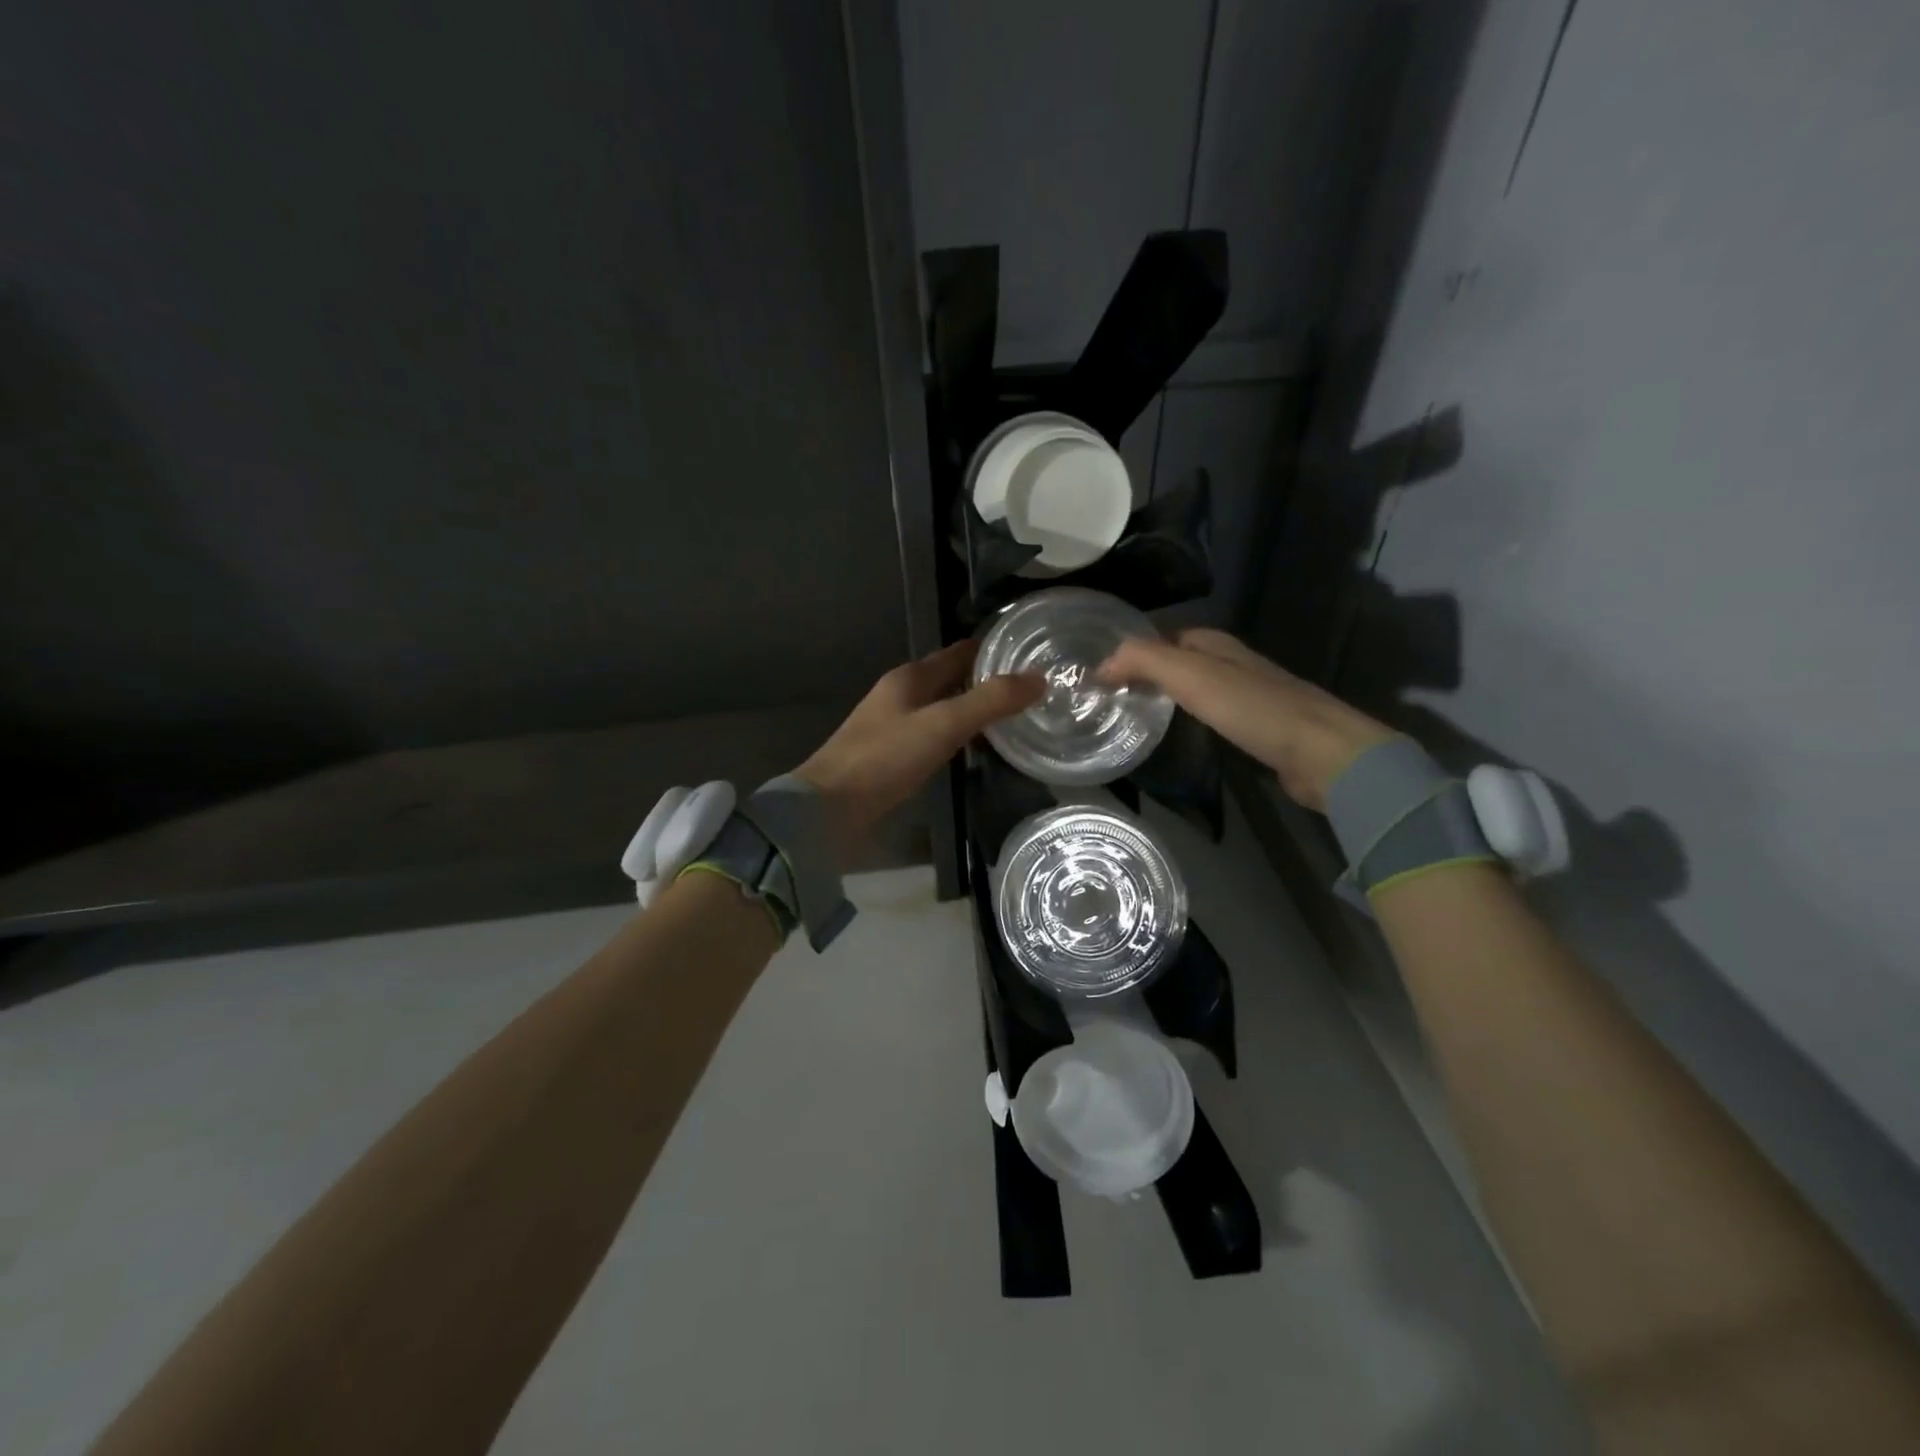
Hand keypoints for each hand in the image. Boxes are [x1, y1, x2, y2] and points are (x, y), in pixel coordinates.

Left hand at [796, 641, 1043, 860]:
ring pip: (942, 706)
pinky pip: (933, 733)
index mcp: (911, 677)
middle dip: (986, 680)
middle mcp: (901, 694)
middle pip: (951, 678)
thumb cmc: (886, 758)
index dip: (993, 650)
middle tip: (1031, 690)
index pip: (959, 652)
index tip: (1031, 654)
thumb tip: (1039, 679)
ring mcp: (893, 724)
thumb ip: (990, 702)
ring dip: (972, 708)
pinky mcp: (891, 754)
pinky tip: (974, 747)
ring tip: (1012, 717)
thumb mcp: (944, 725)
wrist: (830, 807)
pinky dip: (956, 733)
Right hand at [1097, 628, 1393, 810]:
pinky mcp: (1258, 727)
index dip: (1134, 650)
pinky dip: (1190, 718)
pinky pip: (1212, 714)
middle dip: (1148, 672)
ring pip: (1196, 687)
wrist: (1320, 752)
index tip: (1101, 674)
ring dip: (1168, 695)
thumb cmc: (1252, 708)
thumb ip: (1144, 661)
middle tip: (1111, 697)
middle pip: (1180, 660)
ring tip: (1135, 714)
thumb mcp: (1190, 675)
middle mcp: (1232, 663)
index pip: (1164, 637)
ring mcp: (1248, 695)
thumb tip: (1100, 666)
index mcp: (1216, 644)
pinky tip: (1179, 734)